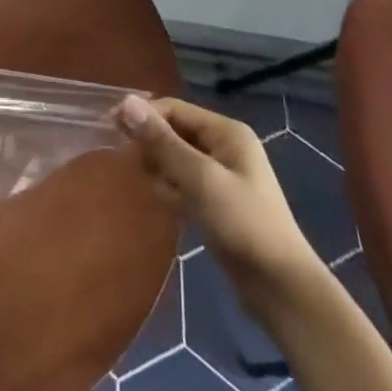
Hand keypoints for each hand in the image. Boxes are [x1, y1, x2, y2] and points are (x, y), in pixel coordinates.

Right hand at [117, 96, 324, 285]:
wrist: (281, 288)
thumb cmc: (242, 224)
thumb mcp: (199, 178)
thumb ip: (162, 141)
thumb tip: (125, 102)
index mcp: (226, 132)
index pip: (174, 109)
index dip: (143, 115)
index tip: (111, 129)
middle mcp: (225, 146)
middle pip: (175, 131)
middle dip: (151, 144)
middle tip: (128, 162)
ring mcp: (222, 175)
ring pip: (176, 159)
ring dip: (160, 169)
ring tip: (154, 188)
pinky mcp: (217, 202)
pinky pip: (184, 182)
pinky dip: (172, 189)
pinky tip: (167, 204)